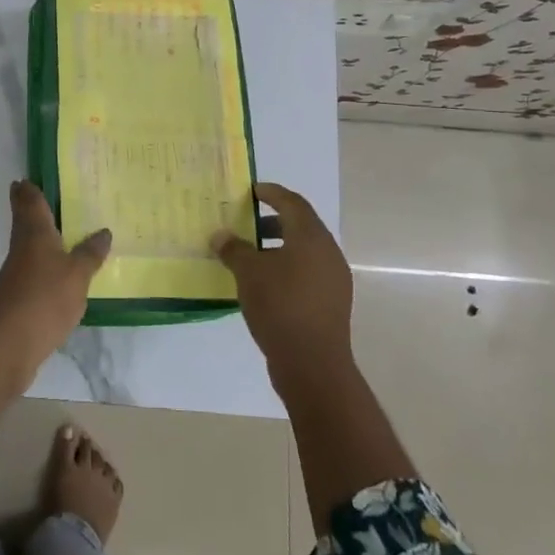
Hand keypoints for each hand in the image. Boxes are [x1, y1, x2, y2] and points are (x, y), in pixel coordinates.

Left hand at [0, 180, 110, 375]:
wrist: (7, 346)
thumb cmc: (44, 299)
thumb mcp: (77, 275)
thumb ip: (90, 254)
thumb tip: (103, 231)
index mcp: (35, 234)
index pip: (29, 202)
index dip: (28, 189)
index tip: (27, 177)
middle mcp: (22, 249)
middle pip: (24, 222)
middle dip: (31, 209)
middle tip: (46, 197)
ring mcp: (16, 275)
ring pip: (29, 247)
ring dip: (40, 238)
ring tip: (63, 232)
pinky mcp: (17, 299)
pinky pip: (33, 272)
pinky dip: (45, 266)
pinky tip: (59, 273)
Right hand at [213, 183, 352, 385]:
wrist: (312, 364)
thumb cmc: (280, 306)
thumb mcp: (248, 273)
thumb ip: (234, 249)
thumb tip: (220, 236)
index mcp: (311, 237)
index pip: (292, 202)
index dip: (271, 193)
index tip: (252, 190)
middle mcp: (328, 252)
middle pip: (300, 225)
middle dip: (273, 221)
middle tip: (247, 224)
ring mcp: (334, 279)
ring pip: (304, 251)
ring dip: (278, 247)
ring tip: (250, 257)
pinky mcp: (331, 302)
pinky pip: (307, 273)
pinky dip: (286, 268)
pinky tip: (265, 284)